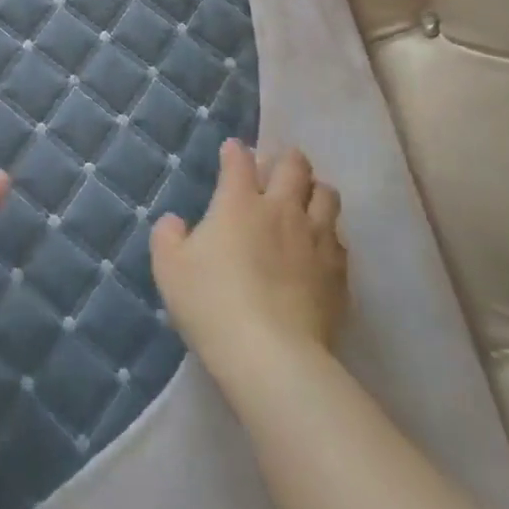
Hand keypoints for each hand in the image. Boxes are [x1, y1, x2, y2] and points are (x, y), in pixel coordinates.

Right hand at [150, 141, 347, 374]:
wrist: (272, 356)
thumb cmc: (212, 303)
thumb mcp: (169, 268)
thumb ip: (168, 236)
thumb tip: (176, 223)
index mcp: (239, 202)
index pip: (240, 160)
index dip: (235, 152)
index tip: (232, 152)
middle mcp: (282, 210)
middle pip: (295, 166)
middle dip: (286, 160)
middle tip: (275, 170)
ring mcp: (316, 240)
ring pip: (327, 196)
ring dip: (314, 192)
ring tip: (304, 202)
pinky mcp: (338, 274)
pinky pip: (339, 240)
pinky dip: (329, 235)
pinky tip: (318, 248)